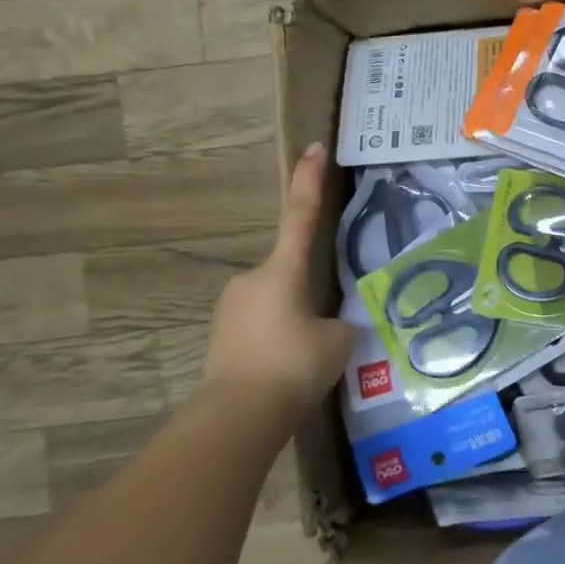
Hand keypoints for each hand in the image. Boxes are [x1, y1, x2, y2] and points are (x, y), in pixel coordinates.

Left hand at [201, 143, 355, 422]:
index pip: (301, 215)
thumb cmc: (293, 365)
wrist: (238, 415)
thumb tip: (336, 320)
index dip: (310, 181)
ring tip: (309, 356)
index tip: (314, 148)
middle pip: (290, 270)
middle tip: (326, 325)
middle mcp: (252, 279)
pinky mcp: (222, 335)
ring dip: (294, 317)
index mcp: (284, 270)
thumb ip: (342, 320)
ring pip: (276, 300)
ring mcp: (232, 307)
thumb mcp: (338, 339)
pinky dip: (278, 337)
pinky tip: (288, 368)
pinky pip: (261, 325)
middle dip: (309, 290)